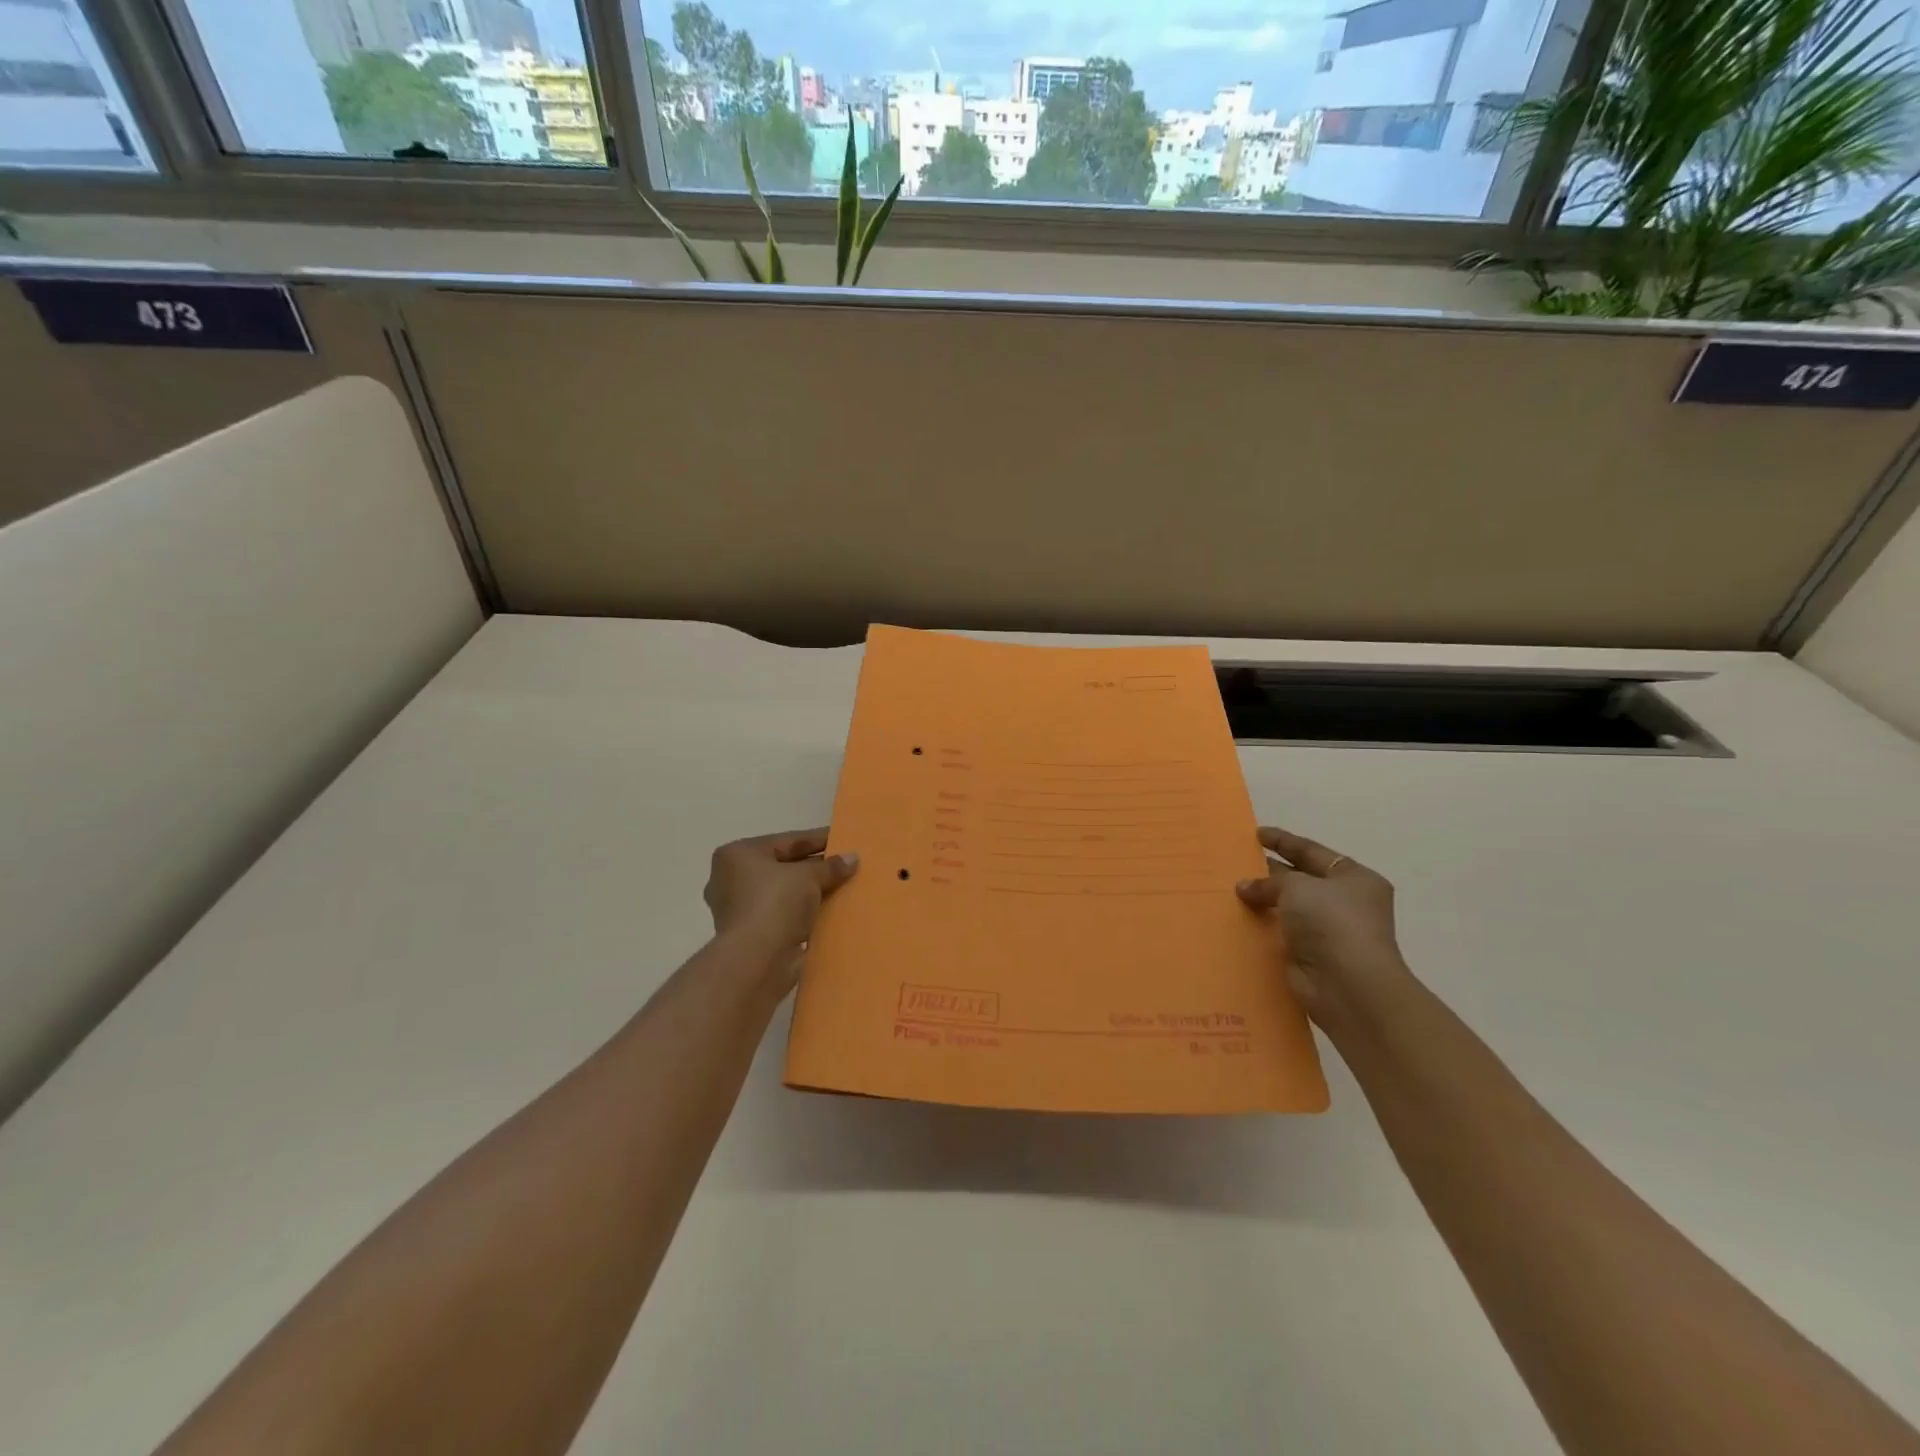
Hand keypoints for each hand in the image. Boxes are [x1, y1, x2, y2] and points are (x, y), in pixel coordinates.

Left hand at [704, 829, 858, 974]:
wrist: (757, 959)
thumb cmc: (775, 903)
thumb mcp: (809, 876)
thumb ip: (831, 866)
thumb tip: (852, 858)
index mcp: (737, 855)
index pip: (786, 841)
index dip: (817, 839)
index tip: (842, 839)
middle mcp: (731, 879)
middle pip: (783, 866)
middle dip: (814, 867)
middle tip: (844, 864)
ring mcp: (738, 909)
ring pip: (783, 892)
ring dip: (809, 891)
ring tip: (841, 887)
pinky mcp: (750, 934)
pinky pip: (783, 914)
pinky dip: (803, 912)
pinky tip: (828, 910)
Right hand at [1236, 825, 1414, 1030]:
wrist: (1347, 984)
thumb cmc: (1331, 922)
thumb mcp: (1297, 887)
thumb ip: (1268, 882)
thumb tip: (1243, 887)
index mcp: (1353, 878)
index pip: (1312, 851)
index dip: (1283, 841)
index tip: (1256, 834)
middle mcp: (1344, 902)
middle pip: (1300, 879)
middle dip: (1269, 871)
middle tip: (1236, 861)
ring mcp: (1328, 932)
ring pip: (1287, 908)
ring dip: (1262, 900)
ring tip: (1228, 888)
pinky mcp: (1310, 956)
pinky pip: (1280, 933)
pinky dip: (1261, 926)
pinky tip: (1235, 918)